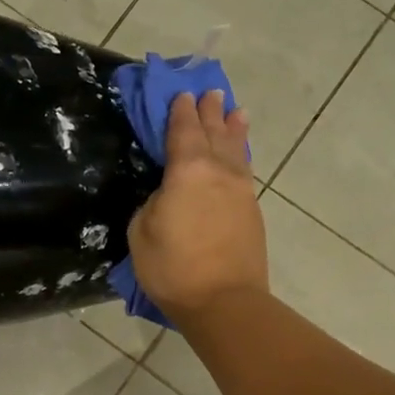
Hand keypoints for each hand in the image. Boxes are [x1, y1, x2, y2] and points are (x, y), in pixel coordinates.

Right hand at [126, 91, 264, 325]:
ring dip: (234, 128)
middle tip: (210, 92)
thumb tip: (168, 195)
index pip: (183, 130)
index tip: (180, 94)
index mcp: (187, 170)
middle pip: (214, 132)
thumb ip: (154, 202)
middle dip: (210, 111)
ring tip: (236, 112)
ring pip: (236, 149)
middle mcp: (218, 171)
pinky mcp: (252, 211)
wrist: (224, 301)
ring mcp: (240, 190)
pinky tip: (241, 155)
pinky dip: (242, 155)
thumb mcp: (142, 231)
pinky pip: (245, 170)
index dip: (179, 111)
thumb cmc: (173, 268)